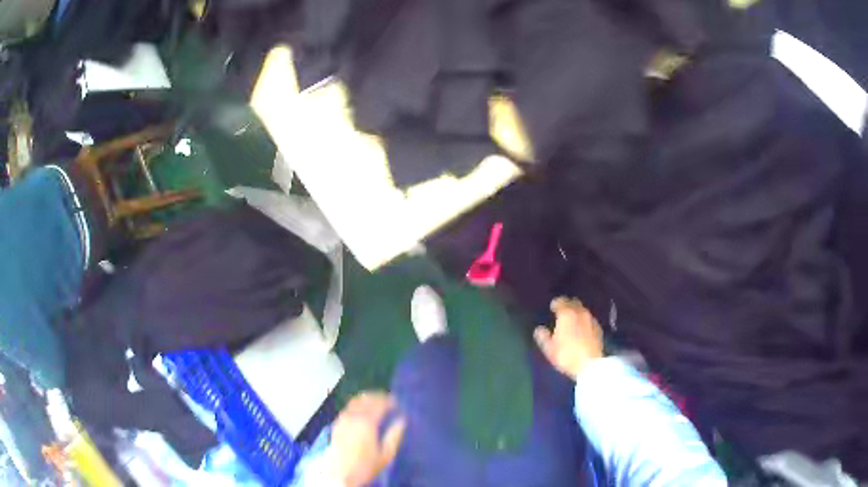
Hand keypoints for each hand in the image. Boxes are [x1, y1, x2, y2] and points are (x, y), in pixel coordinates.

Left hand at [331, 392, 405, 486]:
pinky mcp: (337, 424)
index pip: (379, 404)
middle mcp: (353, 417)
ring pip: (355, 401)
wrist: (341, 474)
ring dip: (367, 399)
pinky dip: (357, 405)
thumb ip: (395, 436)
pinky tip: (361, 411)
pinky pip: (348, 408)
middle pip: (366, 399)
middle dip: (378, 397)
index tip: (397, 402)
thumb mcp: (386, 454)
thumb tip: (402, 420)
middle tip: (388, 401)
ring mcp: (343, 419)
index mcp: (367, 423)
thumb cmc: (366, 466)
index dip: (389, 400)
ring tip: (376, 403)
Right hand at [534, 297, 603, 379]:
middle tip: (562, 312)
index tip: (552, 308)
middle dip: (567, 305)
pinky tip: (582, 329)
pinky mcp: (599, 328)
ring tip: (572, 321)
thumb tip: (539, 329)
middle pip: (573, 302)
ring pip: (582, 310)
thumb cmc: (567, 355)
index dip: (555, 304)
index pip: (560, 301)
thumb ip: (543, 337)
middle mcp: (580, 312)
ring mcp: (591, 319)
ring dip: (576, 312)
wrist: (590, 365)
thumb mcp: (549, 349)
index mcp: (566, 314)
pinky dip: (584, 321)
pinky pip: (589, 319)